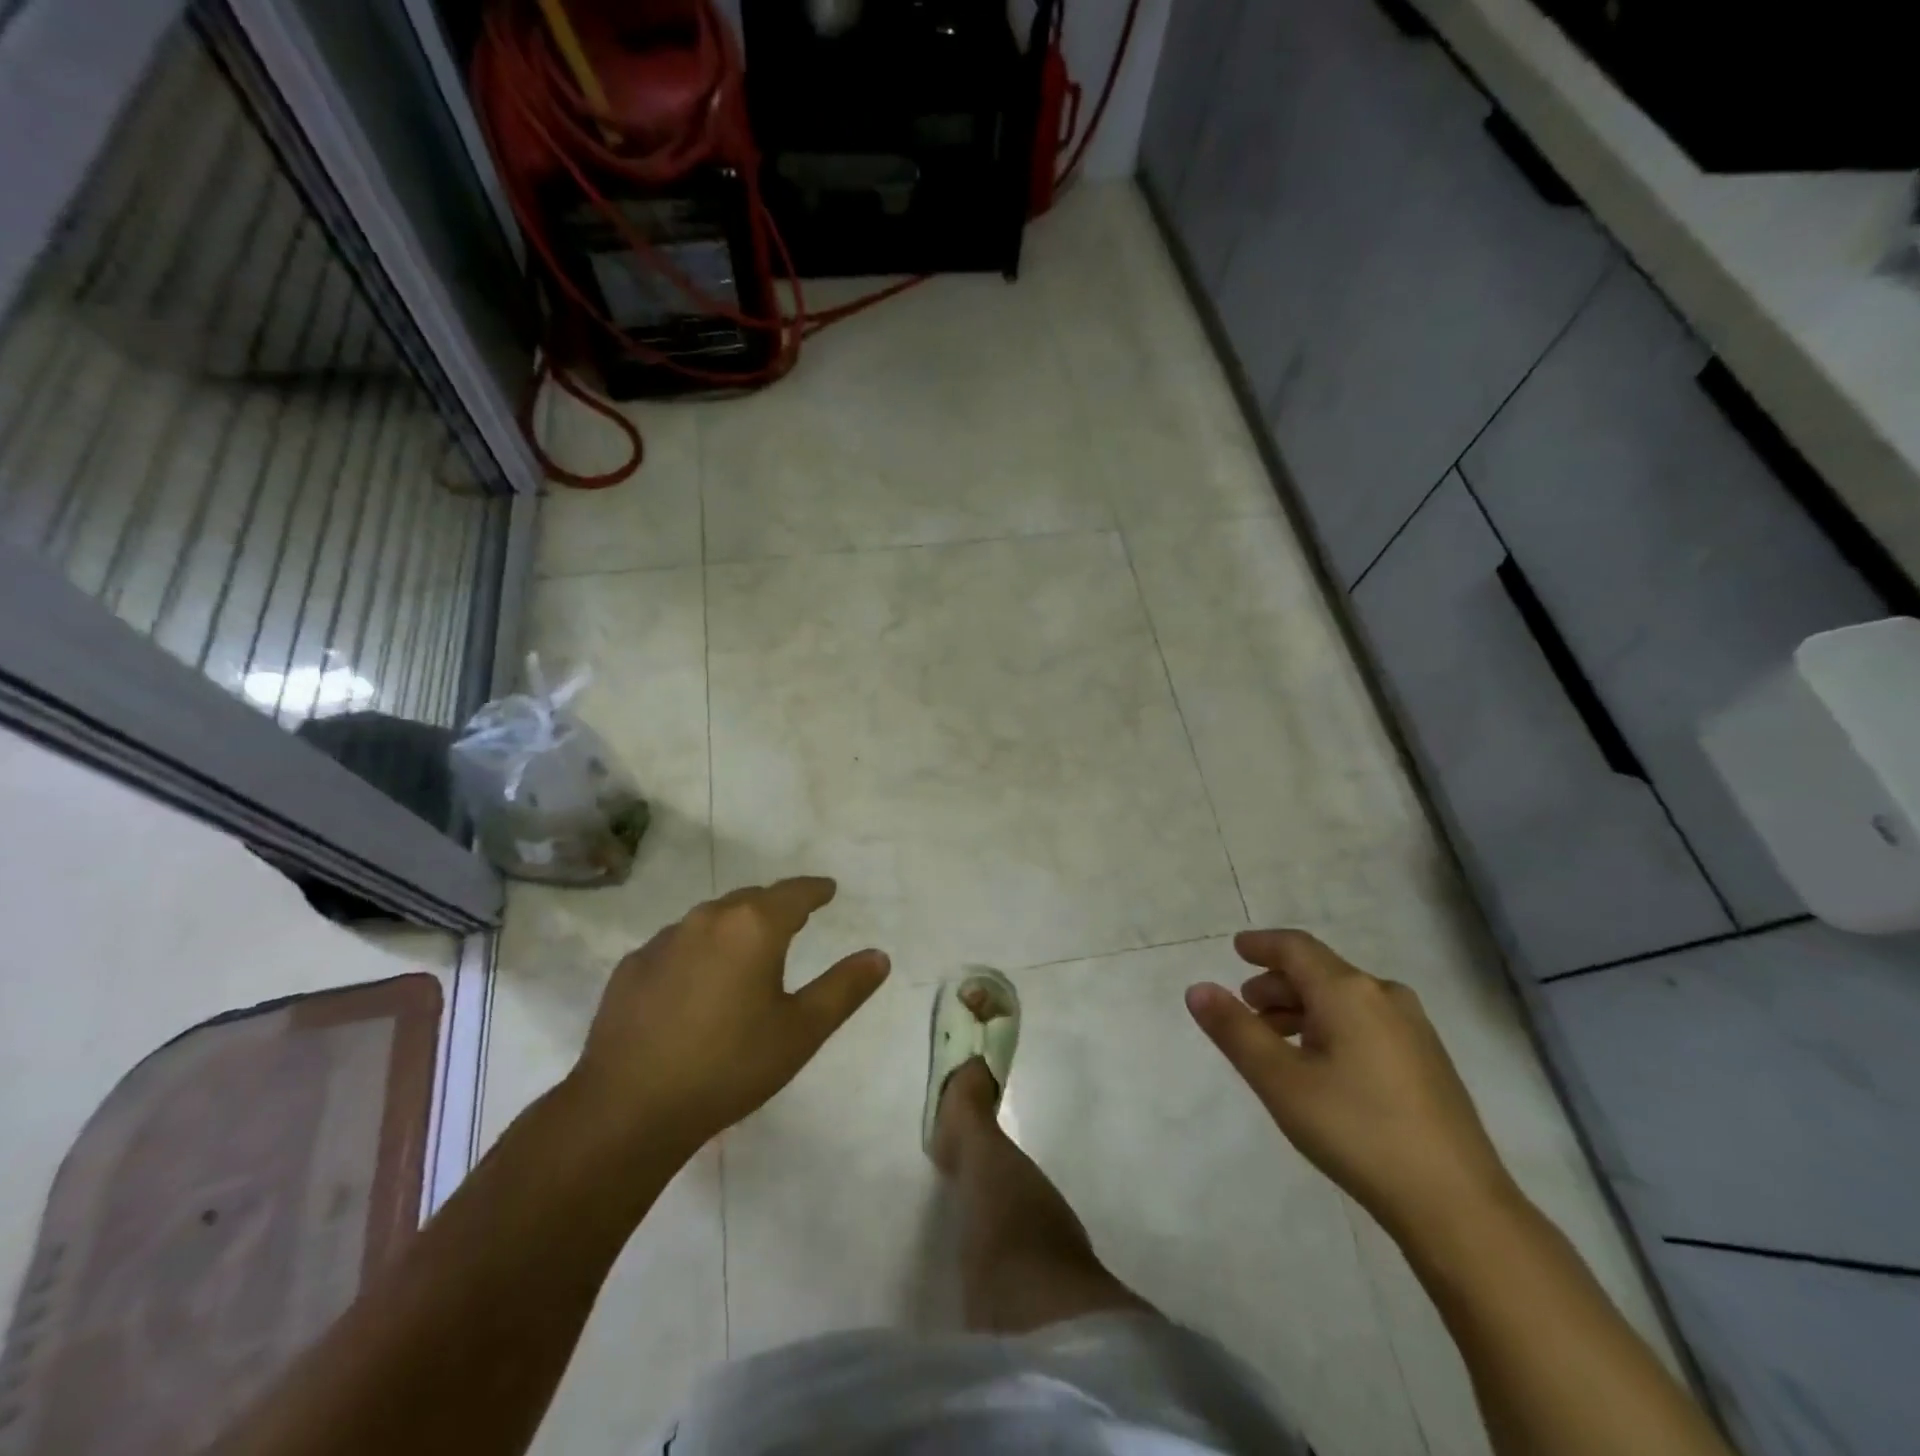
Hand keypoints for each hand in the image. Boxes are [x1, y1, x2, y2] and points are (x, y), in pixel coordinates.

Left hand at [570, 878, 888, 1153]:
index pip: (795, 892)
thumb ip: (845, 988)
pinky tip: (696, 986)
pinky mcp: (631, 967)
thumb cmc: (730, 1066)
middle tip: (794, 923)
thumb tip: (880, 955)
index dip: (816, 890)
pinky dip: (697, 953)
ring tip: (747, 954)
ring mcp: (663, 941)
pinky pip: (677, 946)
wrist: (628, 1108)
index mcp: (753, 926)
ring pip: (711, 920)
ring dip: (734, 928)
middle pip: (751, 900)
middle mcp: (707, 919)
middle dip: (776, 907)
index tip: (828, 889)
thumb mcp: (802, 1031)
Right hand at [1185, 929, 1514, 1232]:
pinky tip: (1320, 1064)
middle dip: (1277, 984)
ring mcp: (1414, 1029)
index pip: (1296, 948)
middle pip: (1320, 972)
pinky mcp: (1429, 1061)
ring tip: (1275, 1039)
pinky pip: (1367, 1022)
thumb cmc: (1357, 1131)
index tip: (1236, 949)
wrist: (1458, 1206)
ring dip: (1303, 1008)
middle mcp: (1384, 996)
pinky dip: (1332, 1026)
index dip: (1262, 945)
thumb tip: (1197, 989)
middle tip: (1246, 1007)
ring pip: (1344, 999)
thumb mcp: (1280, 1080)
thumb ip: (1235, 1030)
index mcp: (1349, 991)